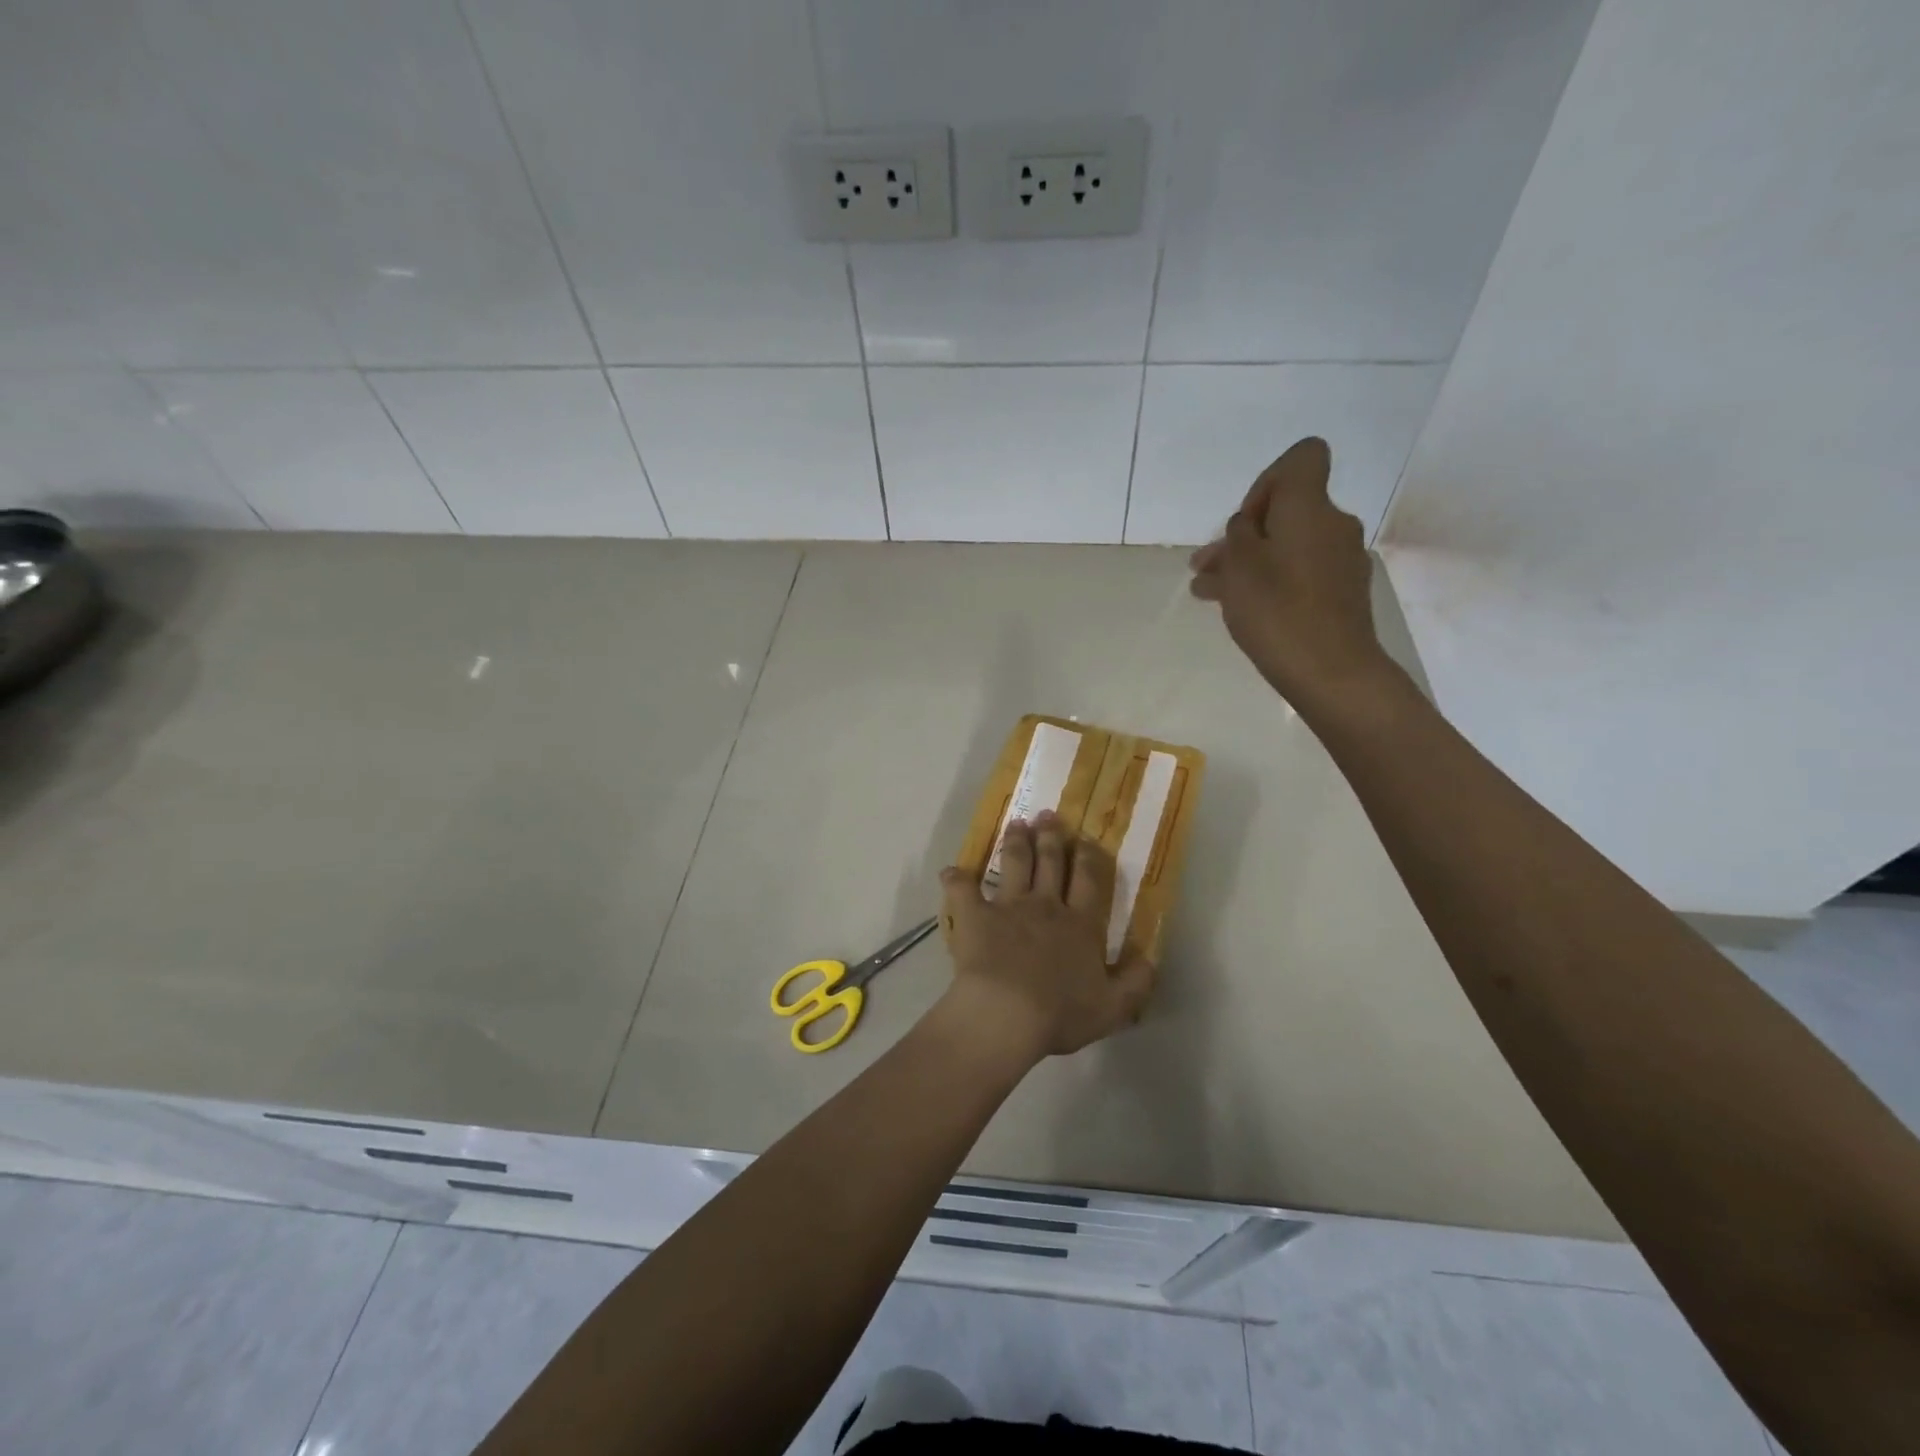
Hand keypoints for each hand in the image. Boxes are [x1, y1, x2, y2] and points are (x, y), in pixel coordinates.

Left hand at [938, 811, 1154, 1061]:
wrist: (1006, 1014)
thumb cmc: (1060, 1013)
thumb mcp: (1113, 1008)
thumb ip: (1135, 982)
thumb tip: (1151, 960)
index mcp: (1081, 924)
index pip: (1089, 881)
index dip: (1089, 857)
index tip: (1086, 838)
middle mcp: (1046, 906)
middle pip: (1051, 863)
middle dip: (1051, 836)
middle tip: (1047, 814)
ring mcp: (1008, 906)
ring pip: (1014, 864)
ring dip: (1015, 842)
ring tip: (1016, 823)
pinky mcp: (974, 915)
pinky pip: (962, 890)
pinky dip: (955, 879)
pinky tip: (951, 871)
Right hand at [1189, 436, 1397, 710]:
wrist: (1331, 672)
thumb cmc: (1278, 611)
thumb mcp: (1239, 566)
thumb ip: (1238, 534)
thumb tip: (1248, 526)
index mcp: (1310, 507)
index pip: (1302, 458)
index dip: (1267, 481)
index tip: (1246, 522)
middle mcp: (1333, 524)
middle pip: (1286, 510)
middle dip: (1244, 534)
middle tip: (1205, 566)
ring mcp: (1341, 560)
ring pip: (1287, 546)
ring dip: (1249, 562)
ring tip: (1208, 593)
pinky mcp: (1342, 592)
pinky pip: (1300, 572)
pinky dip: (1272, 582)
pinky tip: (1242, 609)